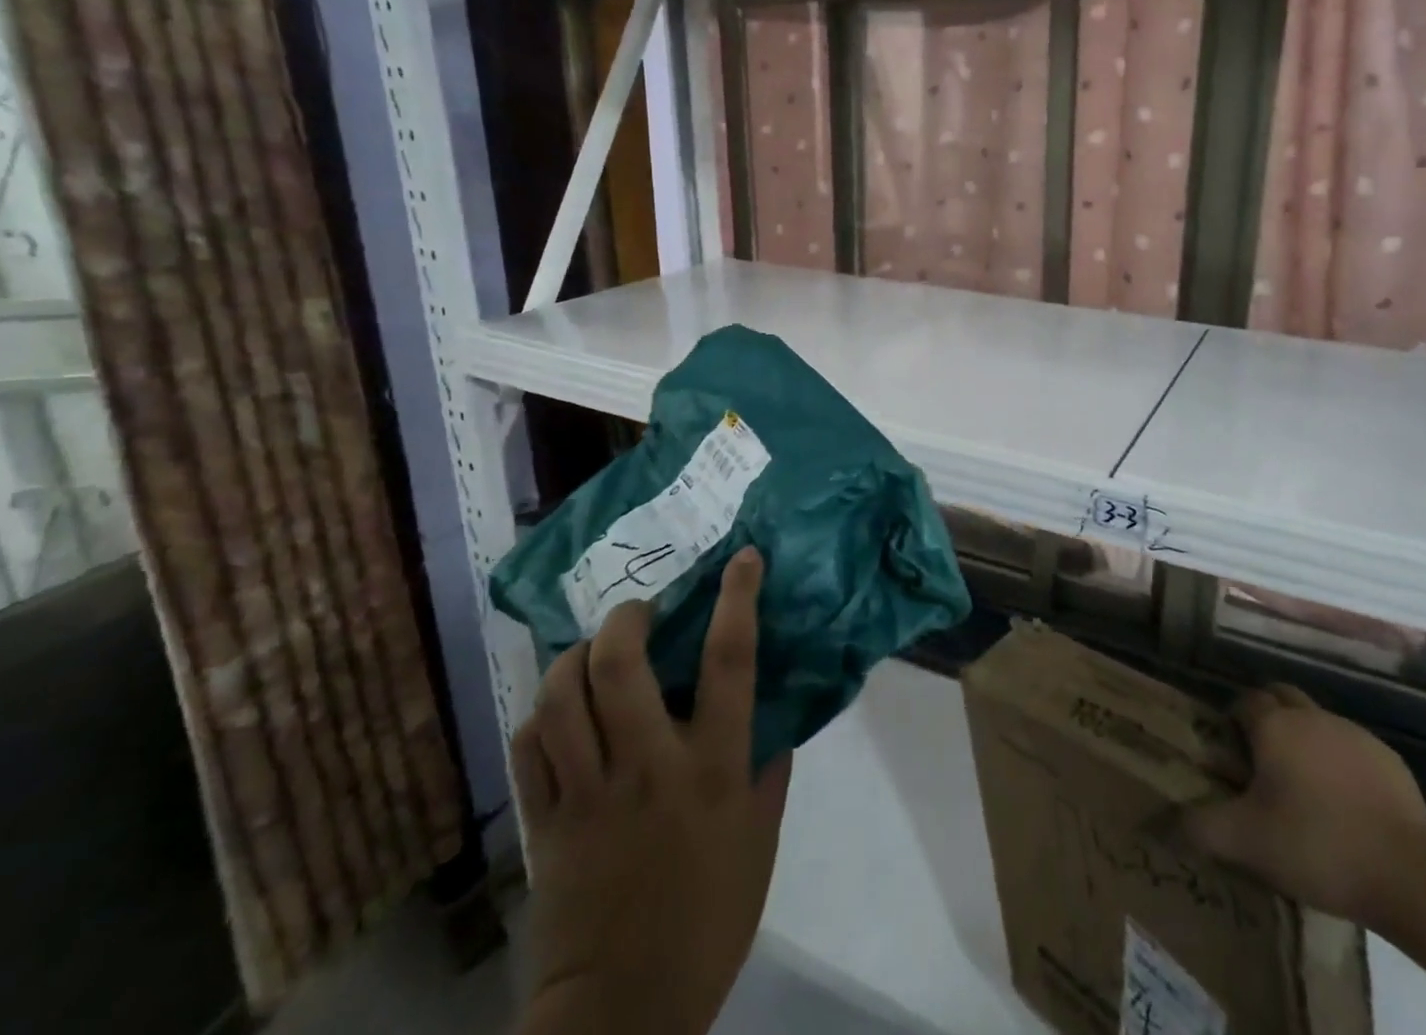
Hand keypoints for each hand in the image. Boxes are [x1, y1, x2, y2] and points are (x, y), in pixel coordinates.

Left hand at [512, 548, 789, 1034]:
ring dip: (574, 658)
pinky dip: (539, 713)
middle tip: (638, 612)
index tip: (742, 558)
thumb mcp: (761, 840)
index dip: (737, 597)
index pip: (728, 660)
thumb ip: (770, 771)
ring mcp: (587, 793)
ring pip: (560, 697)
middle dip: (625, 619)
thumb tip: (775, 716)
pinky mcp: (544, 823)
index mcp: (711, 767)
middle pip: (618, 664)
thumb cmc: (710, 918)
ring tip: (592, 650)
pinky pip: (528, 747)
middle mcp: (646, 765)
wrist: (624, 1013)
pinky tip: (556, 709)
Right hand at [1182, 686, 1425, 927]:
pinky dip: (1341, 764)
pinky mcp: (1389, 760)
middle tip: (1261, 759)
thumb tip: (1163, 821)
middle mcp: (1311, 716)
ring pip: (1318, 721)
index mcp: (1274, 725)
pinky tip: (1345, 805)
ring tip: (1303, 787)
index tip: (1231, 752)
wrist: (1408, 873)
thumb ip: (1199, 827)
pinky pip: (1352, 749)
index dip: (1233, 720)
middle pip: (1281, 696)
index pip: (1244, 700)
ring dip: (1305, 740)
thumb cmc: (1315, 844)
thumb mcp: (1245, 842)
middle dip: (1268, 716)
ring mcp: (1354, 734)